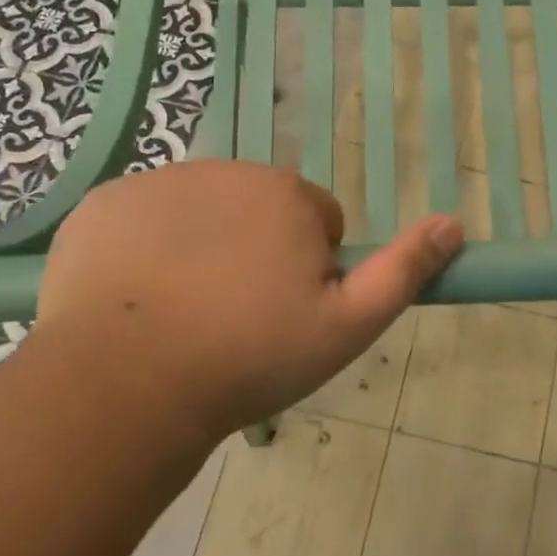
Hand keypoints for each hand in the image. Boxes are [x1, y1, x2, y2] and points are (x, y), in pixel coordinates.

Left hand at [32, 161, 462, 443]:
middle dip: (256, 251)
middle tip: (236, 318)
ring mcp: (157, 183)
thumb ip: (404, 271)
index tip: (284, 314)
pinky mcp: (103, 204)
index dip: (308, 269)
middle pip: (257, 210)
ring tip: (186, 314)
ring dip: (202, 248)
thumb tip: (453, 223)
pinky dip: (145, 250)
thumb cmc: (250, 356)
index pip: (316, 220)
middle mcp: (225, 170)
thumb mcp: (347, 326)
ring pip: (200, 213)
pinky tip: (136, 301)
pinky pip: (142, 220)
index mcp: (286, 195)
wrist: (126, 385)